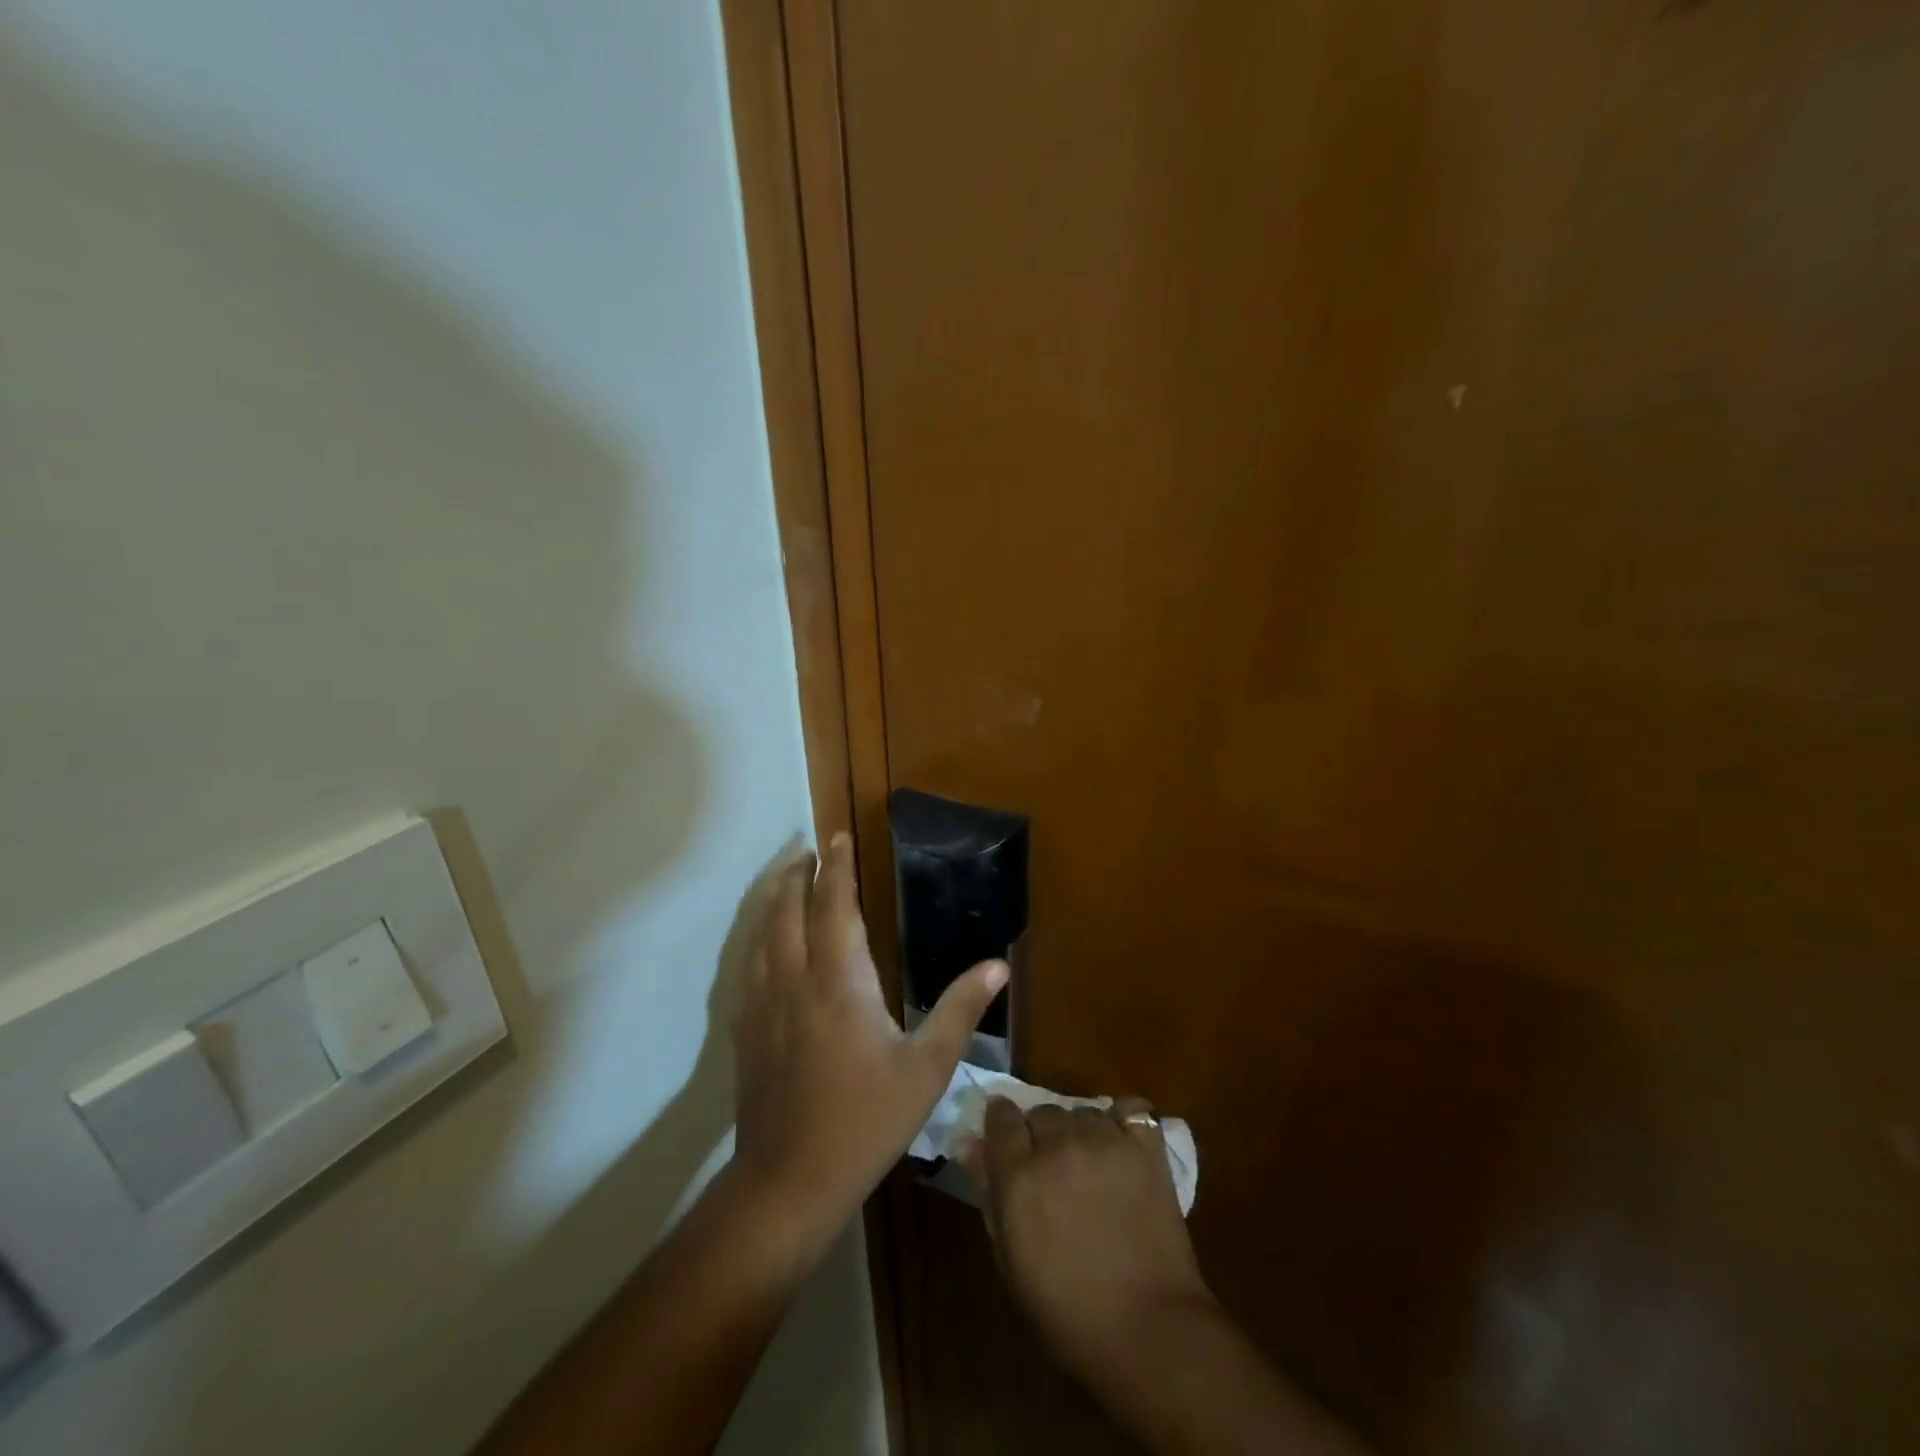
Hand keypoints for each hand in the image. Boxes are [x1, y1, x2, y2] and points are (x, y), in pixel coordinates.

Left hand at [730, 833, 1008, 1246]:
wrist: (788, 1181)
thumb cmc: (865, 1121)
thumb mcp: (926, 1069)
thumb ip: (959, 1010)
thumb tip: (997, 965)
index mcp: (839, 980)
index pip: (834, 905)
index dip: (836, 868)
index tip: (837, 837)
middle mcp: (795, 979)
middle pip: (789, 908)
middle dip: (800, 873)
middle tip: (811, 849)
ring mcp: (762, 1003)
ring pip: (762, 932)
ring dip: (776, 898)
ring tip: (789, 880)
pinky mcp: (745, 1028)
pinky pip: (748, 963)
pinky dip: (758, 935)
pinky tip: (765, 942)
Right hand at [965, 1097, 1214, 1384]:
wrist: (1149, 1332)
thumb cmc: (1067, 1312)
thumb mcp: (1010, 1261)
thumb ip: (988, 1193)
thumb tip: (969, 1143)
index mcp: (1019, 1173)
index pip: (1000, 1116)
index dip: (1001, 1124)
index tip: (1006, 1140)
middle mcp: (1058, 1145)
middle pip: (1041, 1112)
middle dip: (1041, 1134)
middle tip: (1052, 1169)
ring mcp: (1105, 1141)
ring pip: (1082, 1111)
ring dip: (1079, 1131)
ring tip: (1090, 1165)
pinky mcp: (1145, 1148)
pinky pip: (1131, 1110)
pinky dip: (1123, 1120)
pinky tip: (1122, 1144)